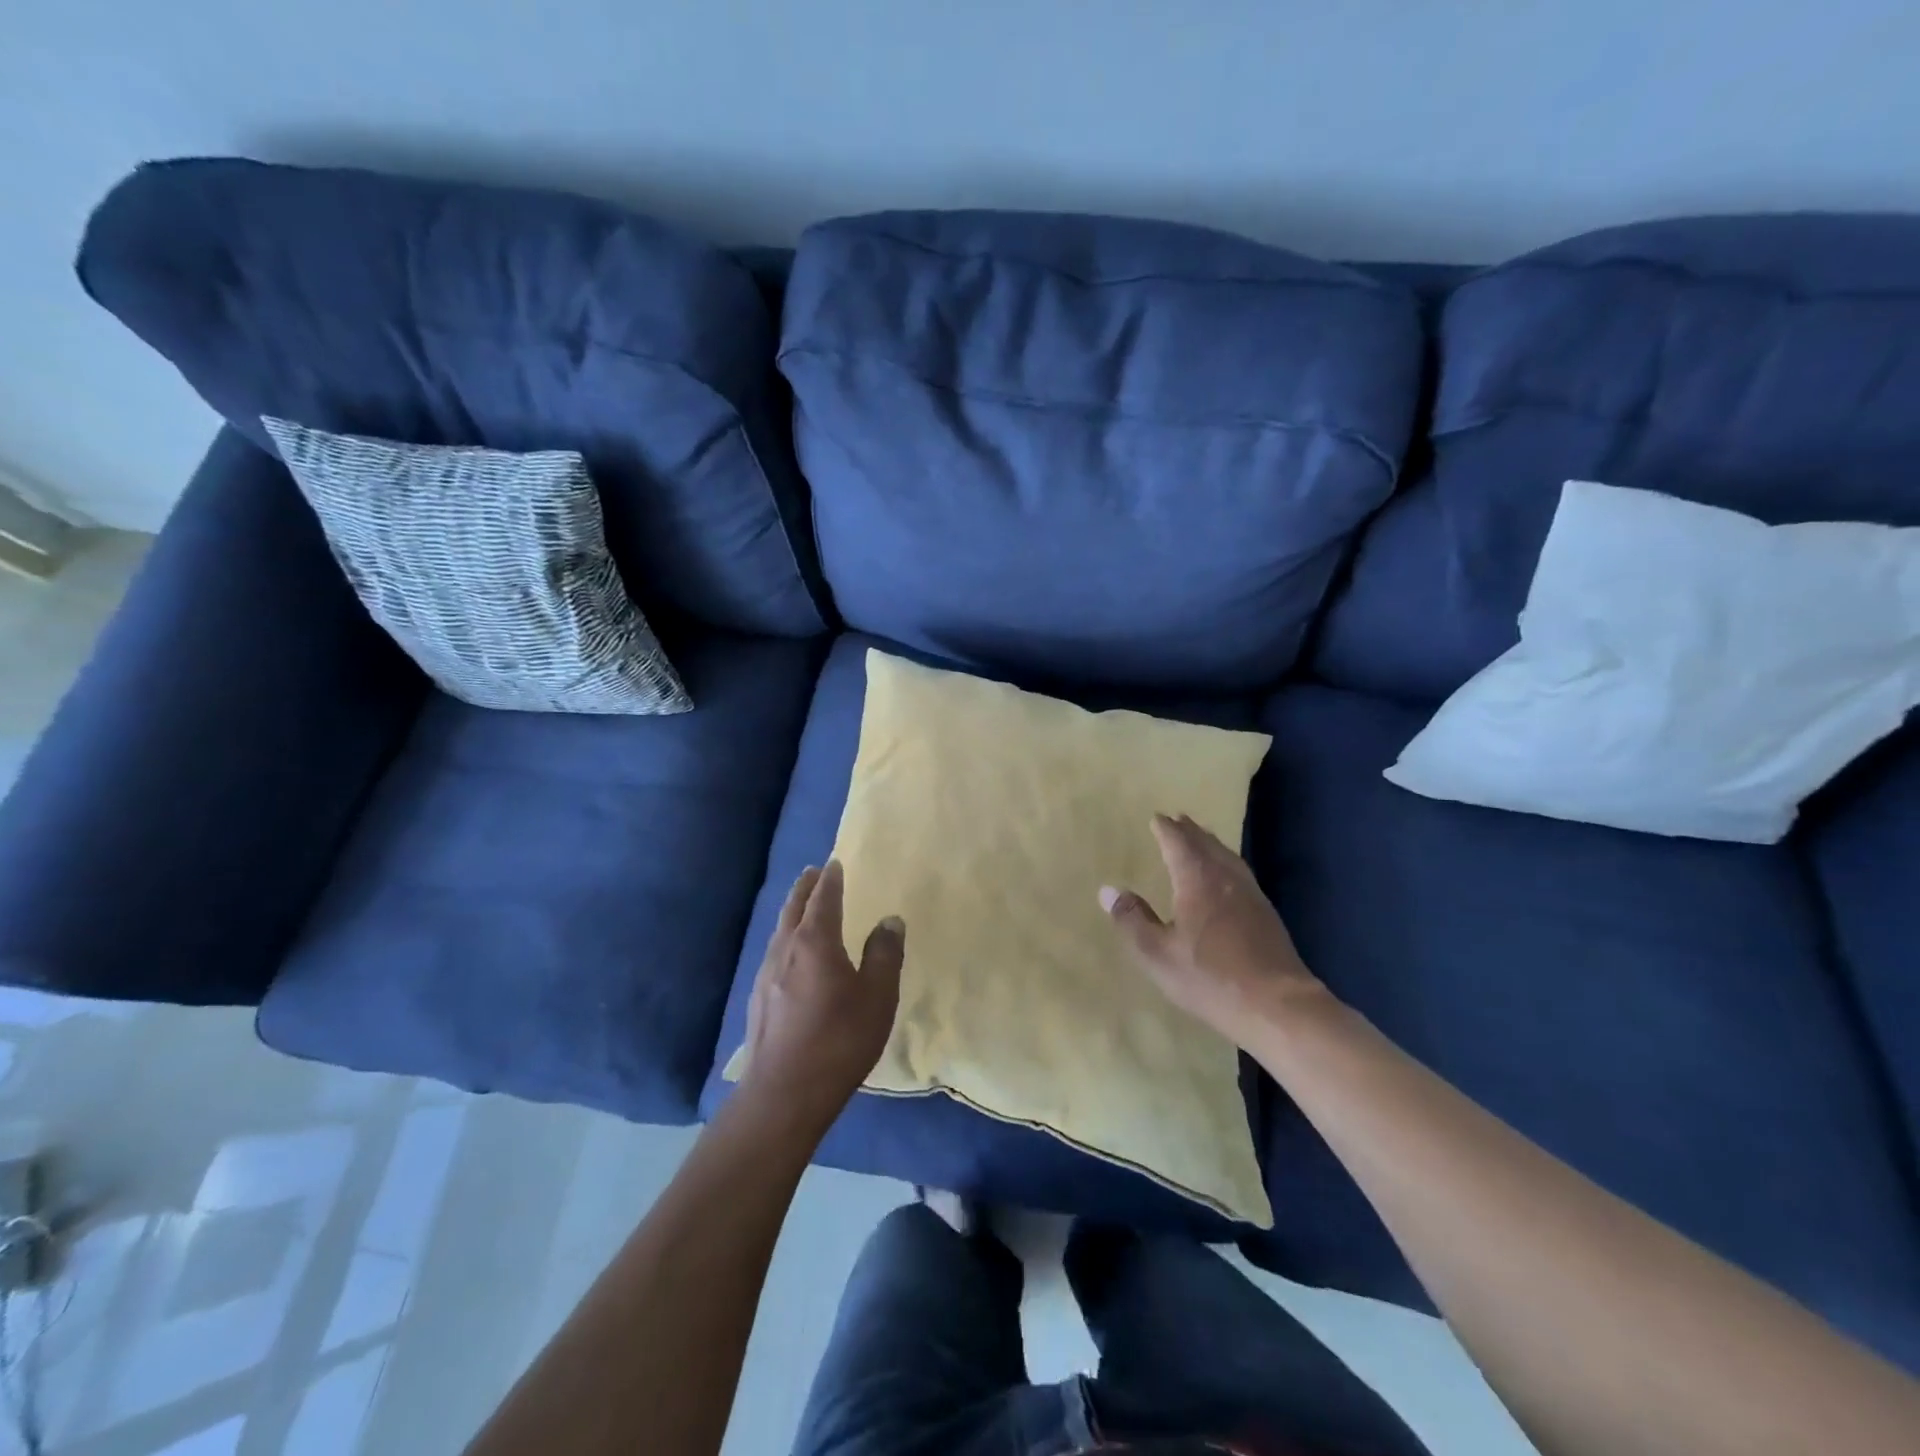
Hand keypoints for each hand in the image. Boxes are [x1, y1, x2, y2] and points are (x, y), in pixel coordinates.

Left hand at [738, 861, 904, 1134]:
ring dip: (792, 912)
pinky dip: (785, 938)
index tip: (835, 864)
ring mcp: (765, 975)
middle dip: (805, 888)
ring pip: (779, 930)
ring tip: (801, 906)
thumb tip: (889, 920)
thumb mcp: (877, 997)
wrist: (783, 1094)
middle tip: (813, 872)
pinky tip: (789, 956)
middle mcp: (785, 950)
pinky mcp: (758, 1000)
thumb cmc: (839, 1040)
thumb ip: (885, 954)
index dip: (831, 880)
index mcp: (815, 942)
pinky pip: (773, 953)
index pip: (824, 899)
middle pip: (794, 908)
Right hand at [1101, 813, 1327, 1043]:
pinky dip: (1227, 863)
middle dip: (1190, 831)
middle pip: (1206, 844)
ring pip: (1228, 857)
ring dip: (1211, 844)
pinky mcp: (1266, 913)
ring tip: (1201, 839)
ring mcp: (1250, 894)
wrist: (1277, 1005)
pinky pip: (1240, 873)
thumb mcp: (1157, 953)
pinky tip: (1226, 878)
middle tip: (1178, 819)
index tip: (1157, 817)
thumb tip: (1108, 890)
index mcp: (1197, 879)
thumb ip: (1132, 919)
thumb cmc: (1210, 977)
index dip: (1166, 829)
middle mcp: (1225, 878)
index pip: (1178, 843)